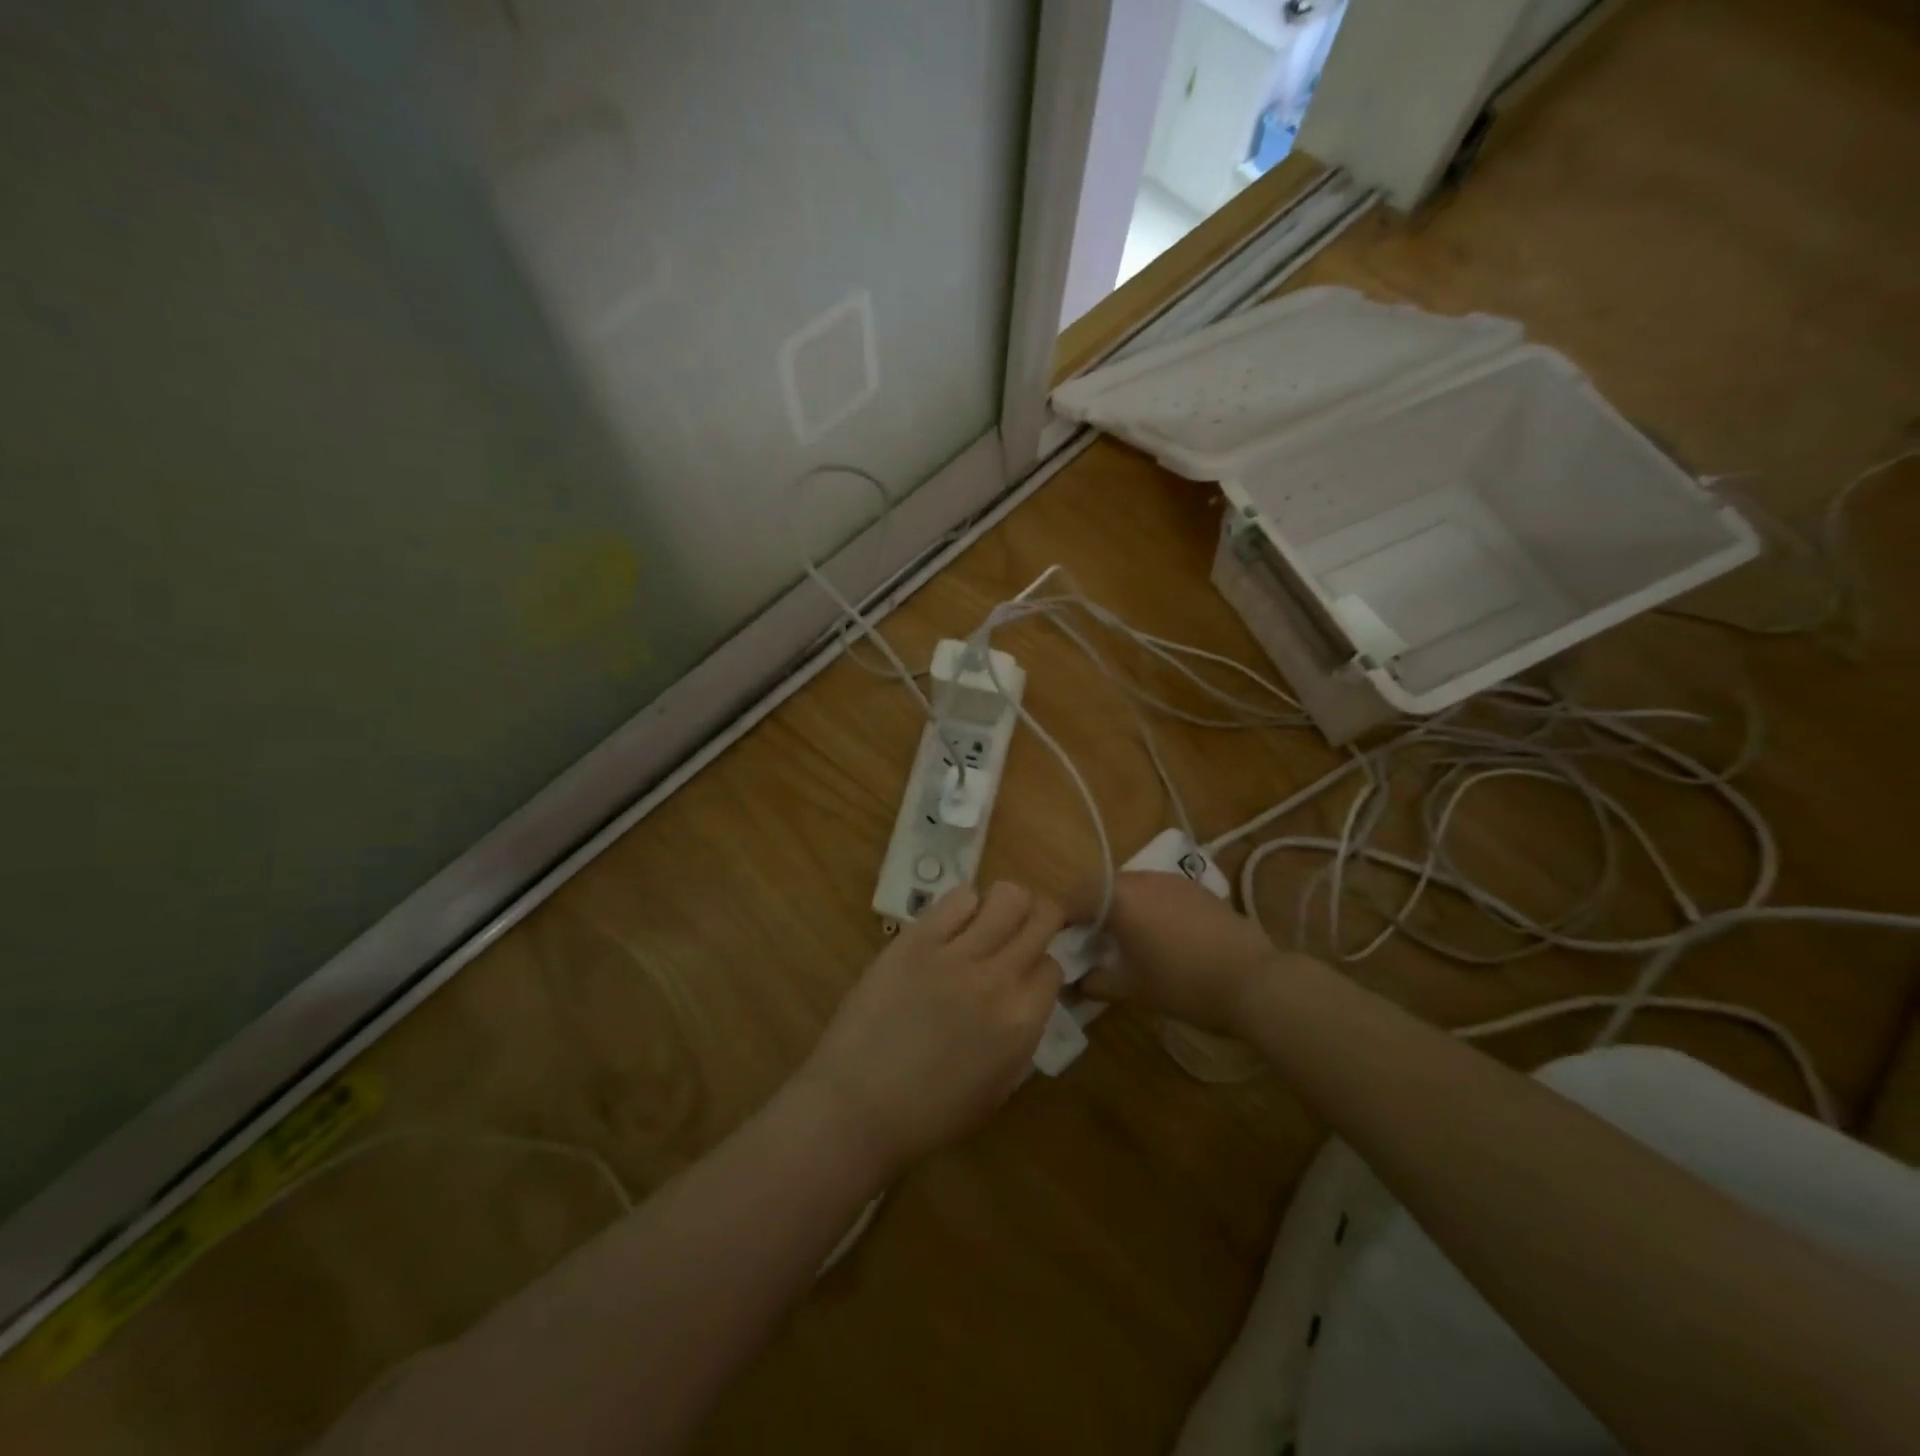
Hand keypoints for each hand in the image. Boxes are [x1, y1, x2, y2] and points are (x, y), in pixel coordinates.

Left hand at [798, 882, 1063, 1177]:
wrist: (855, 1107)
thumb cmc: (927, 1116)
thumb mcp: (996, 1091)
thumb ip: (1021, 1041)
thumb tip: (1026, 1003)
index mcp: (1023, 1022)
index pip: (1053, 966)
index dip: (1041, 967)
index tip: (1026, 972)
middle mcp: (999, 978)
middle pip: (1042, 917)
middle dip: (1039, 919)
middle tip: (1021, 930)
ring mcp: (957, 954)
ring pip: (1007, 896)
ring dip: (1005, 905)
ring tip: (988, 920)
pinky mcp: (917, 938)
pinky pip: (958, 897)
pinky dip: (964, 904)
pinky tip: (951, 924)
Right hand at [1082, 872, 1297, 1035]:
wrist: (1256, 981)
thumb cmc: (1184, 984)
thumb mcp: (1133, 990)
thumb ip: (1096, 982)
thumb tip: (1074, 982)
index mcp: (1119, 897)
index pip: (1075, 898)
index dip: (1064, 921)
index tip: (1064, 946)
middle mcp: (1142, 878)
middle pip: (1103, 888)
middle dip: (1094, 914)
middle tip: (1095, 947)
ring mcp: (1173, 880)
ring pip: (1133, 888)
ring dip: (1123, 910)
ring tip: (1129, 943)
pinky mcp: (1198, 889)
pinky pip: (1160, 893)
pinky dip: (1151, 910)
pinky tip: (1164, 939)